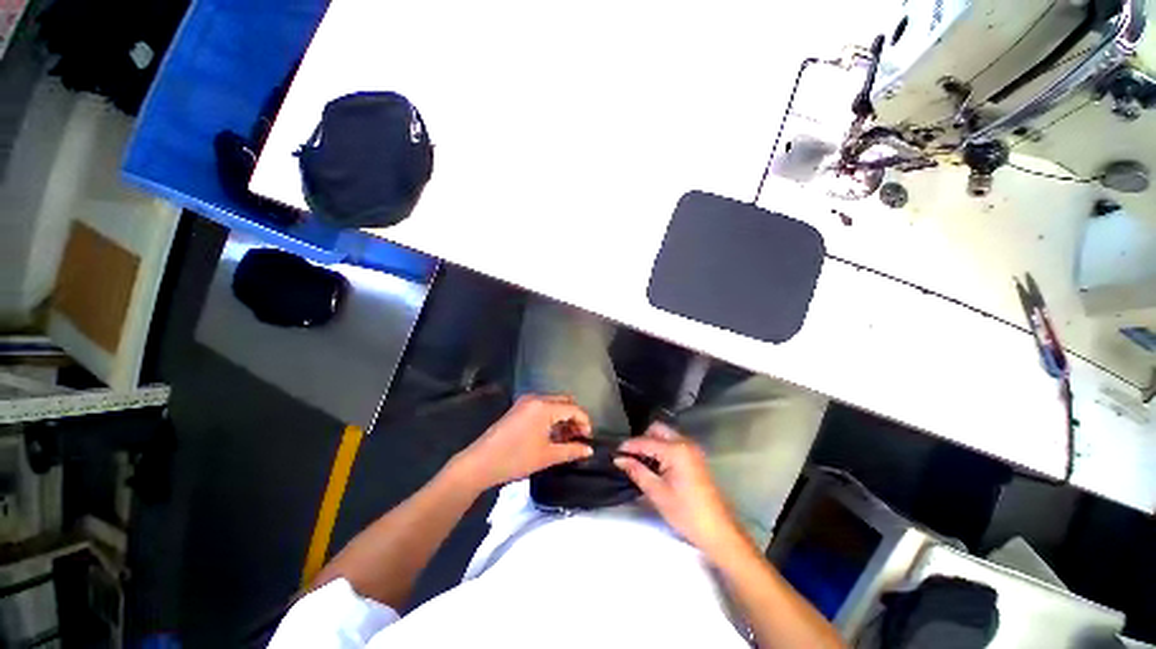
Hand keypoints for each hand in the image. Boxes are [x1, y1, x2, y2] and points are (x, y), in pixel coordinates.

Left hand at [451, 395, 593, 489]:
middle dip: (575, 417)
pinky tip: (551, 434)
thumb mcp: (547, 456)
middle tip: (578, 437)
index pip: (574, 408)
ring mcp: (526, 402)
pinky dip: (551, 417)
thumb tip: (589, 449)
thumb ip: (571, 450)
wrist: (480, 462)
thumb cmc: (516, 459)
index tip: (589, 439)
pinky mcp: (519, 408)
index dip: (585, 422)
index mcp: (544, 407)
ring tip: (565, 439)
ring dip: (563, 417)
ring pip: (554, 403)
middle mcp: (536, 398)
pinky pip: (542, 407)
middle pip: (565, 401)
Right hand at [615, 423, 744, 554]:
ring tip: (641, 463)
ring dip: (652, 444)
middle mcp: (685, 443)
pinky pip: (674, 443)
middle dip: (642, 440)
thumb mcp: (657, 493)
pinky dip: (662, 449)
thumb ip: (637, 471)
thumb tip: (619, 459)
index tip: (614, 454)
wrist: (718, 531)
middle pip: (657, 429)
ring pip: (666, 435)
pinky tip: (656, 466)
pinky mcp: (696, 457)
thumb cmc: (686, 513)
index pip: (645, 441)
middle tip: (631, 458)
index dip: (628, 446)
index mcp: (675, 450)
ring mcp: (692, 449)